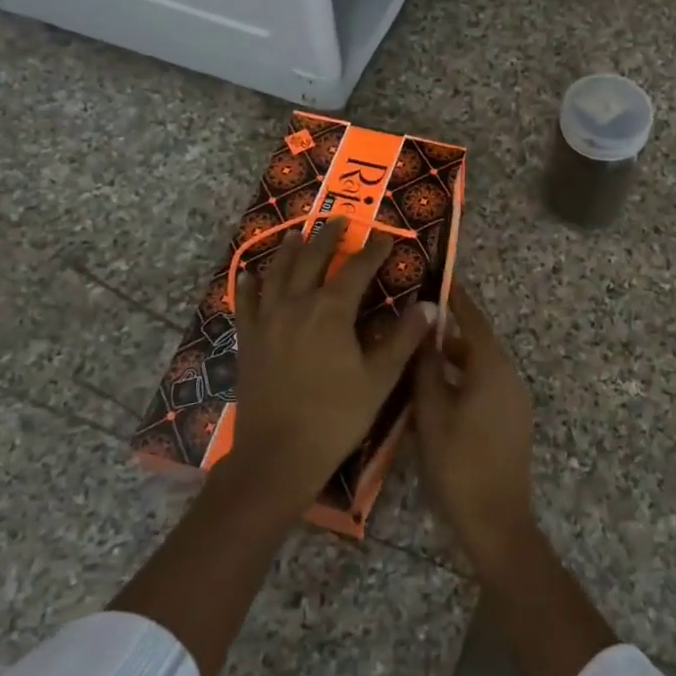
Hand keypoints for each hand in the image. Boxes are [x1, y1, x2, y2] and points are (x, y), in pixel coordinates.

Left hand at [229, 217, 437, 521]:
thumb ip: (404, 339)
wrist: (277, 455)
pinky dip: (247, 285)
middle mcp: (296, 304)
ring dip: (289, 250)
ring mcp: (267, 320)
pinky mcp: (248, 340)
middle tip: (339, 220)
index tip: (385, 238)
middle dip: (328, 237)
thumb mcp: (379, 380)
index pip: (356, 269)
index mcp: (331, 311)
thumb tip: (430, 306)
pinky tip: (248, 275)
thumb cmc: (335, 417)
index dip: (372, 251)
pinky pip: (245, 302)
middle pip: (312, 259)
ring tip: (297, 234)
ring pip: (277, 273)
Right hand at [411, 283, 537, 569]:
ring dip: (450, 360)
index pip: (472, 318)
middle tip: (412, 321)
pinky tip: (432, 393)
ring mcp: (513, 400)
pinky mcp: (510, 421)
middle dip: (445, 331)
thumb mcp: (431, 411)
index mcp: (492, 367)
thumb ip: (426, 365)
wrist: (497, 522)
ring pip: (477, 367)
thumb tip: (425, 324)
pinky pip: (483, 387)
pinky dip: (460, 380)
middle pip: (475, 342)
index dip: (455, 297)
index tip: (437, 276)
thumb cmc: (458, 462)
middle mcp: (508, 376)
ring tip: (414, 357)